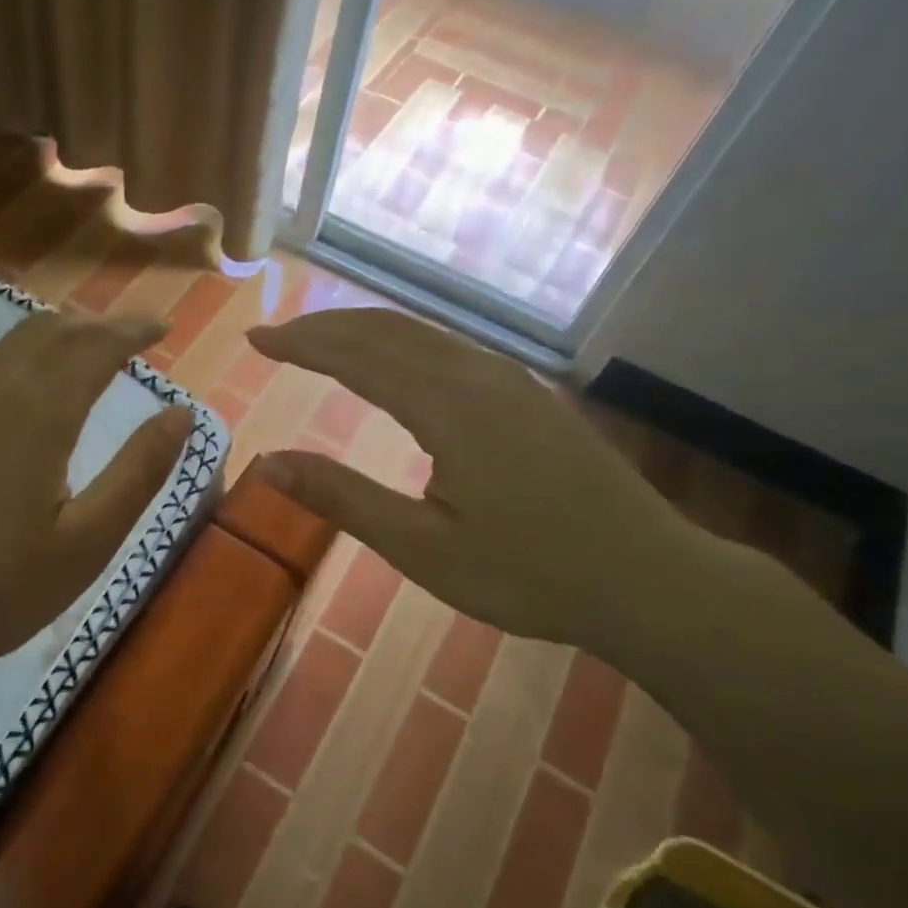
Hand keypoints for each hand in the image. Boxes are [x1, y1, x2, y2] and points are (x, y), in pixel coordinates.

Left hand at [0, 313, 193, 724]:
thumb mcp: (89, 539)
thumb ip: (140, 470)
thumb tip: (182, 413)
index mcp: (40, 410)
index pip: (97, 344)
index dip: (133, 329)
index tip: (161, 325)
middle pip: (49, 331)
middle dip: (93, 325)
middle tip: (124, 337)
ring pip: (2, 345)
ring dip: (46, 339)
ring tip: (71, 352)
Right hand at [249, 308, 700, 656]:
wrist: (651, 579)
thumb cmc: (531, 574)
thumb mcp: (424, 550)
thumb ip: (343, 499)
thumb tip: (268, 464)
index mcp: (449, 408)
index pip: (357, 356)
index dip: (302, 344)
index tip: (256, 339)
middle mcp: (478, 376)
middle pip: (387, 330)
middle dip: (324, 327)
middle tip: (275, 336)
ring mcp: (511, 380)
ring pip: (421, 333)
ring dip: (362, 330)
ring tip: (319, 342)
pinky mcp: (529, 395)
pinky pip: (450, 347)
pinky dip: (401, 343)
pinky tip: (392, 362)